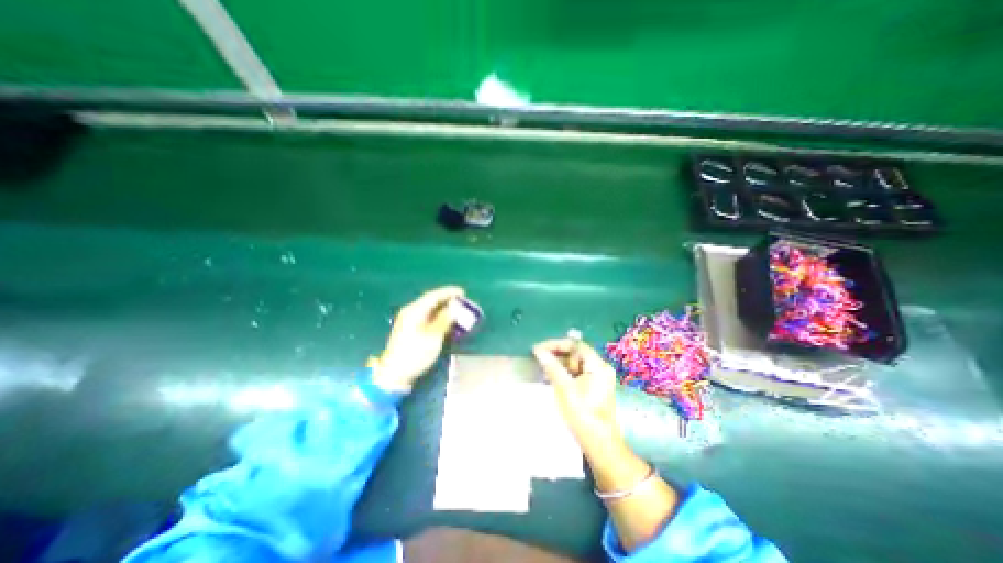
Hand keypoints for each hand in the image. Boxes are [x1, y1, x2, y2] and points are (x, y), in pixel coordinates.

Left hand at [374, 286, 468, 391]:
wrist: (395, 373)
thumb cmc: (415, 354)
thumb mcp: (433, 337)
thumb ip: (444, 320)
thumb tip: (453, 308)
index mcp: (414, 311)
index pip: (433, 296)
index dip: (448, 292)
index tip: (463, 292)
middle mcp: (410, 312)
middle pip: (430, 300)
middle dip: (446, 299)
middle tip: (462, 300)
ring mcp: (409, 320)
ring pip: (429, 308)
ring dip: (443, 307)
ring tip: (456, 308)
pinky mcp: (410, 329)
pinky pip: (426, 315)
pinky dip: (437, 315)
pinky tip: (445, 319)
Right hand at [532, 339, 620, 451]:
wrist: (600, 445)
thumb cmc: (583, 415)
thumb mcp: (565, 389)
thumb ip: (552, 367)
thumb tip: (538, 351)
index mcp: (598, 366)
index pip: (575, 345)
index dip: (556, 344)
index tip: (539, 349)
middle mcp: (600, 368)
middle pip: (576, 353)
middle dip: (557, 354)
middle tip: (539, 359)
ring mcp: (597, 379)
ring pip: (574, 364)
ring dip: (558, 364)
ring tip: (542, 368)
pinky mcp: (593, 388)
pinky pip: (576, 374)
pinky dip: (564, 374)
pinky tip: (551, 378)